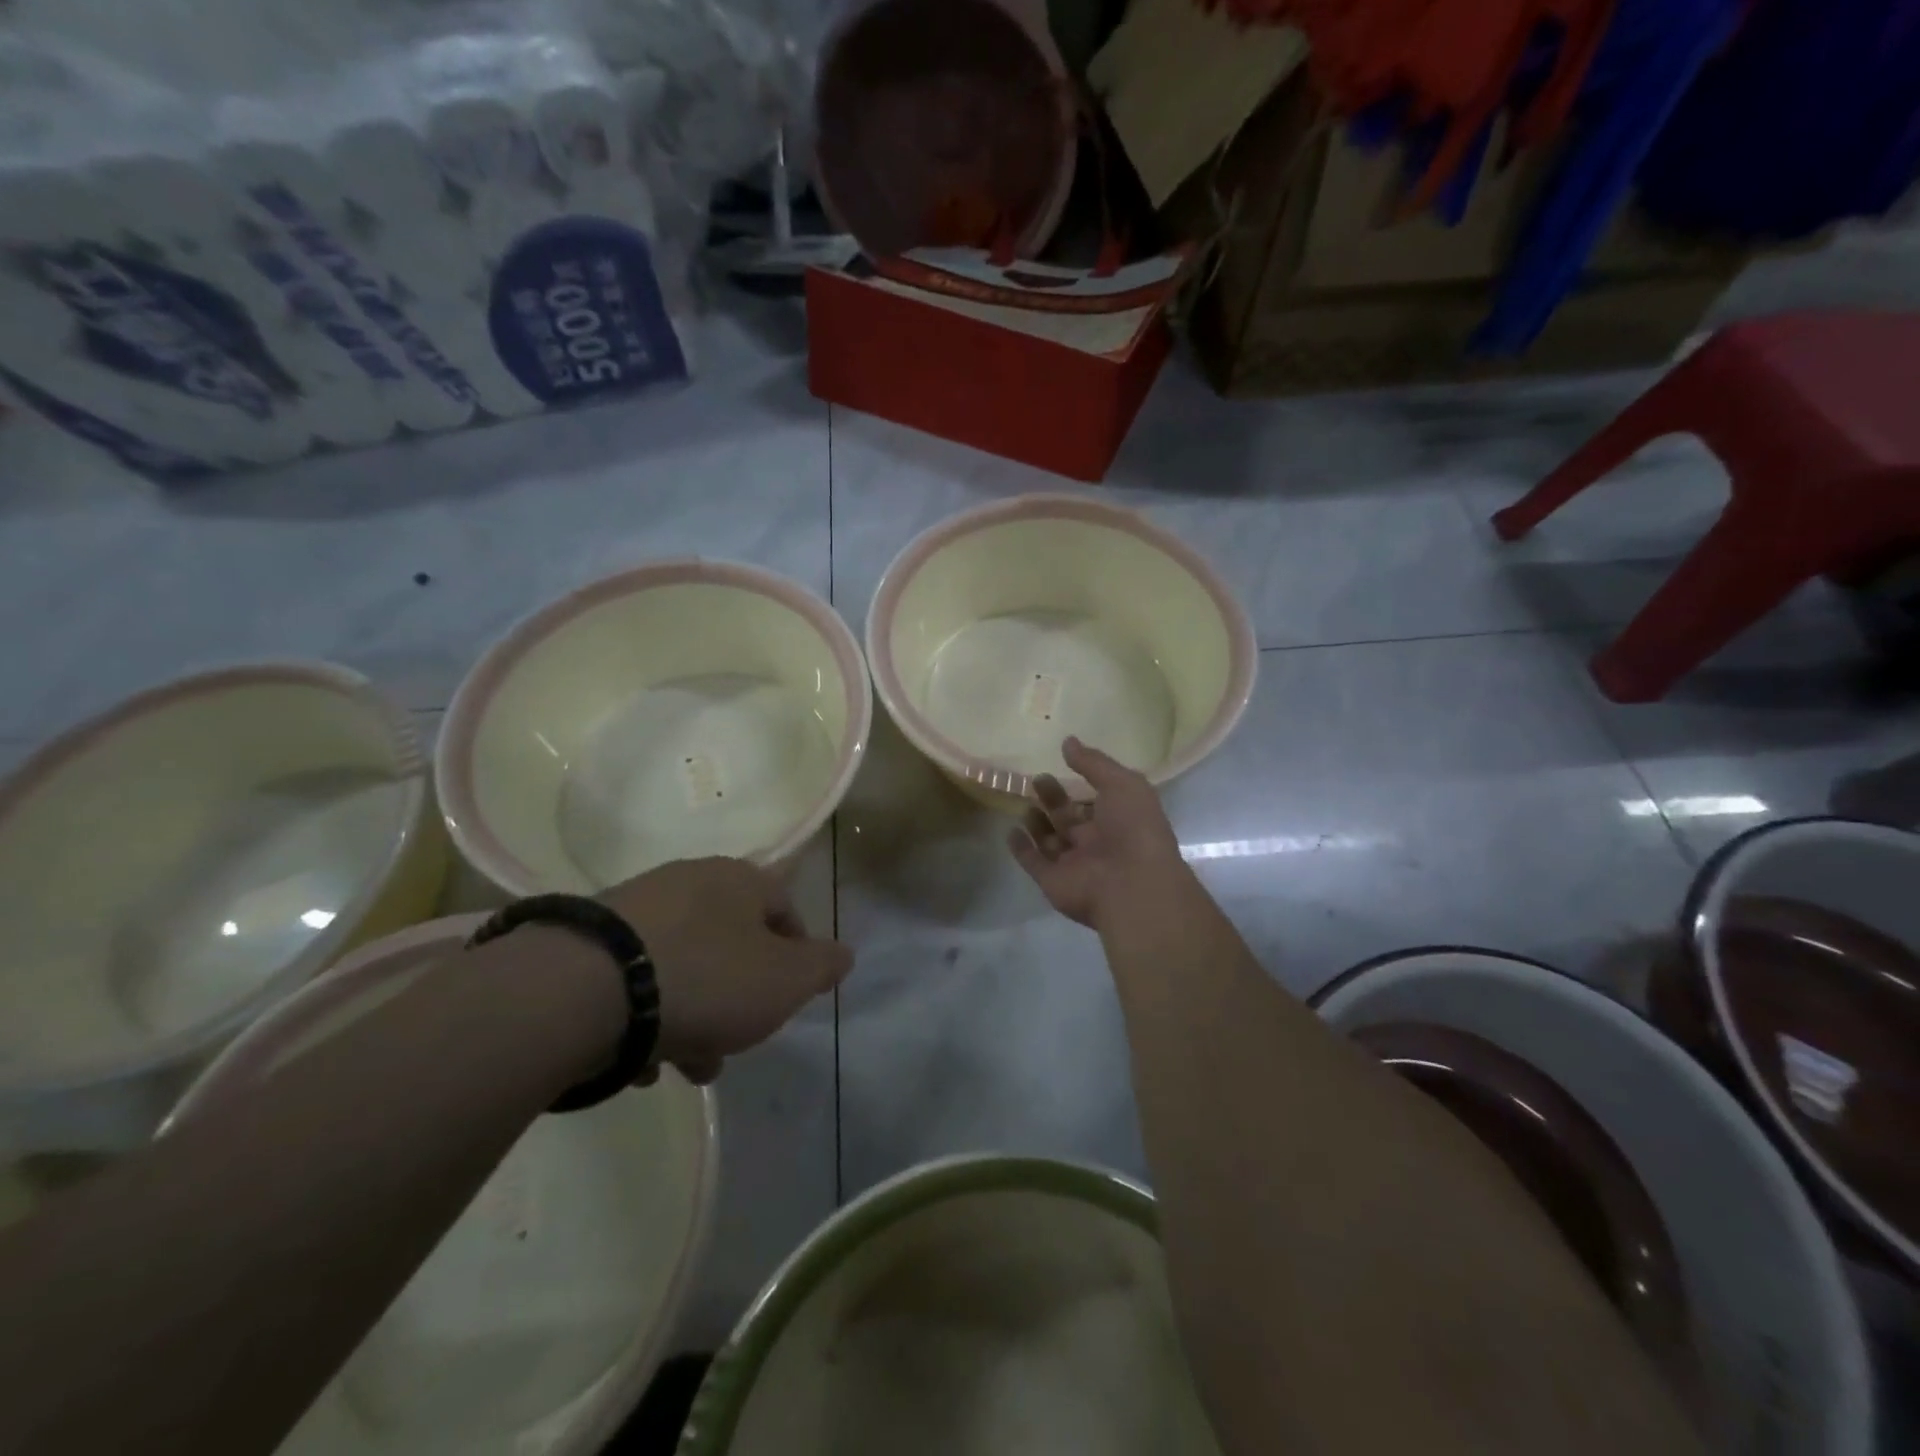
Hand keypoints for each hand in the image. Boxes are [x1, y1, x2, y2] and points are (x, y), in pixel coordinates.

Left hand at [600, 858, 852, 1083]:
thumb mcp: (785, 981)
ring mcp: (635, 908)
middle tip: (734, 1043)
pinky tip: (637, 1057)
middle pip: (730, 944)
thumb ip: (821, 967)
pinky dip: (645, 1014)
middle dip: (738, 999)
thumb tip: (844, 955)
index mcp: (740, 880)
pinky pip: (635, 979)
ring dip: (692, 1016)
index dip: (796, 954)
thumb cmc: (706, 979)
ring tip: (682, 1066)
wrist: (583, 989)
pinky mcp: (589, 941)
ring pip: (683, 966)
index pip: (785, 909)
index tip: (788, 998)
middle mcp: (689, 881)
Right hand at [1009, 737, 1192, 931]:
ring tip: (1024, 803)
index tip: (1061, 764)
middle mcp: (1097, 842)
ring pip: (1051, 841)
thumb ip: (1094, 763)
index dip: (1081, 784)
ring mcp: (1074, 864)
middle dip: (1054, 799)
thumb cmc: (1133, 828)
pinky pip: (1034, 863)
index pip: (1097, 800)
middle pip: (1070, 818)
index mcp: (1119, 819)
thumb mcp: (1122, 783)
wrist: (1131, 885)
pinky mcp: (1053, 881)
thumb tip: (1068, 741)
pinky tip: (1011, 831)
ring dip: (1037, 824)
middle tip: (1037, 780)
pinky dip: (1021, 849)